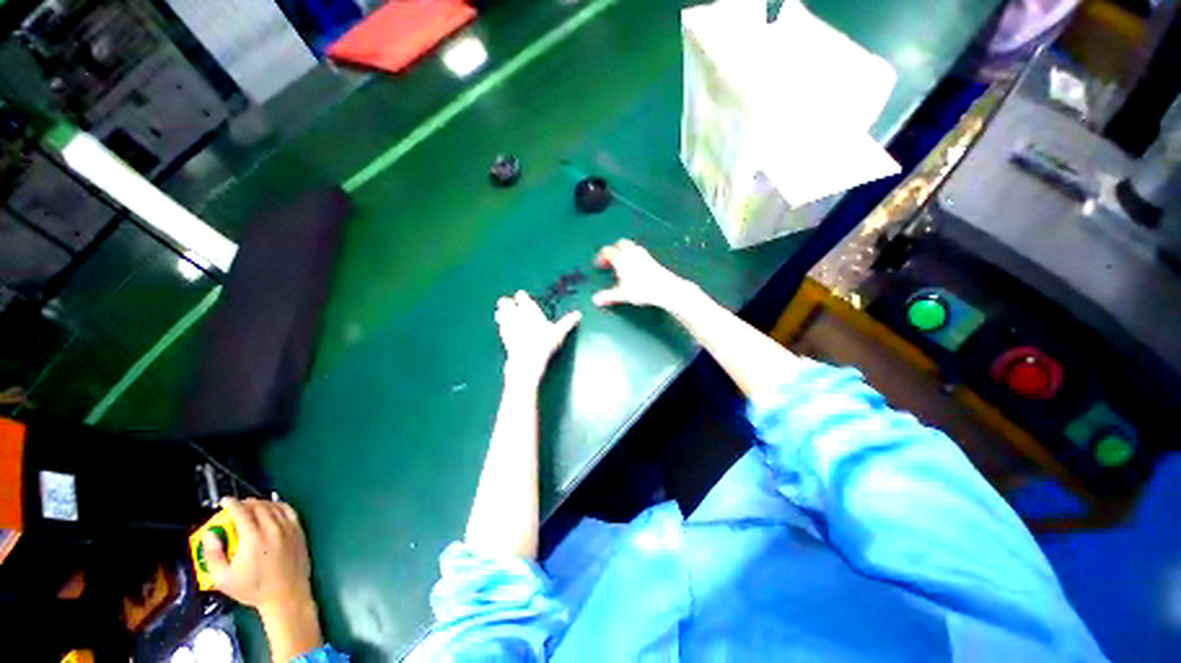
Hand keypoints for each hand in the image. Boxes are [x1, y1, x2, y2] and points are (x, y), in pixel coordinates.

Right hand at [203, 498, 322, 660]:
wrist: (286, 595)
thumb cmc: (254, 589)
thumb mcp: (223, 578)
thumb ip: (213, 555)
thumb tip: (211, 535)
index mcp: (253, 538)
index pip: (242, 512)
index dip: (232, 504)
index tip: (224, 501)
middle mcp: (273, 529)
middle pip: (259, 506)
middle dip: (245, 502)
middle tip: (236, 505)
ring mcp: (289, 528)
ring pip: (275, 506)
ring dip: (262, 503)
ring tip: (252, 506)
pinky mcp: (299, 531)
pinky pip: (290, 511)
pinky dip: (279, 505)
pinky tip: (273, 508)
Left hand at [496, 291, 580, 386]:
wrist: (527, 360)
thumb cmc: (544, 342)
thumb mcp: (559, 332)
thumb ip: (568, 322)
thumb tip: (579, 314)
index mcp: (529, 309)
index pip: (521, 296)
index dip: (522, 297)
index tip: (524, 298)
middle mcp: (515, 314)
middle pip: (505, 302)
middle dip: (507, 302)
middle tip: (512, 305)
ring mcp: (507, 325)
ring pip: (499, 313)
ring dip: (502, 313)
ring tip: (508, 316)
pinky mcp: (503, 336)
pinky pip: (500, 326)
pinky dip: (503, 326)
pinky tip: (508, 330)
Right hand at [594, 239, 694, 310]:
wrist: (664, 288)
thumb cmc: (640, 290)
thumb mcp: (622, 295)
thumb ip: (608, 296)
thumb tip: (595, 300)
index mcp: (621, 259)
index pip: (608, 251)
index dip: (601, 257)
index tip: (599, 265)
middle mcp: (631, 253)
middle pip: (620, 244)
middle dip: (613, 250)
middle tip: (609, 261)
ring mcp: (643, 255)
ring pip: (631, 246)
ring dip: (624, 251)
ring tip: (621, 263)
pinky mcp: (652, 259)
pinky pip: (639, 251)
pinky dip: (633, 255)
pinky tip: (634, 266)